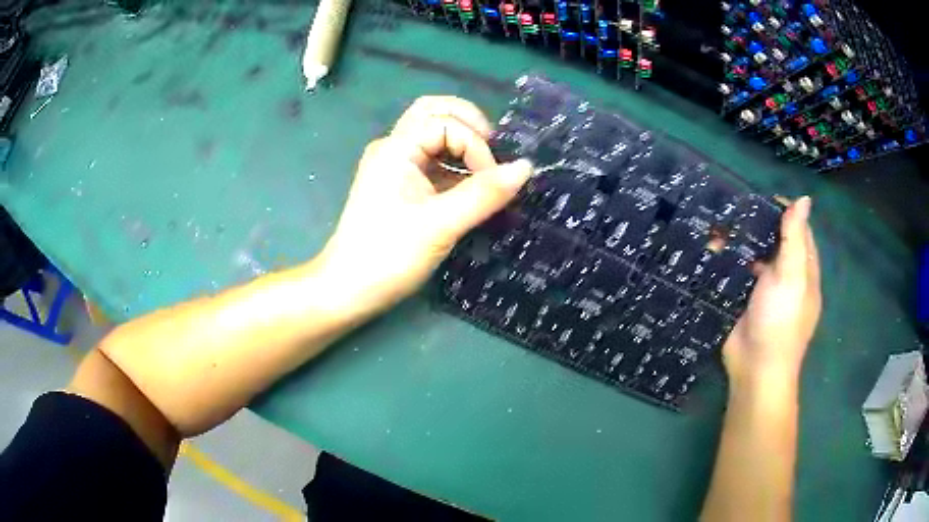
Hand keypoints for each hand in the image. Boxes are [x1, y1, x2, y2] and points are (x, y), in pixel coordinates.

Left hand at [315, 96, 532, 314]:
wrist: (348, 290)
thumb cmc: (388, 256)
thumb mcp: (441, 225)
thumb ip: (484, 194)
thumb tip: (527, 167)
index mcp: (396, 149)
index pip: (445, 121)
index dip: (474, 144)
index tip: (491, 180)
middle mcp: (393, 148)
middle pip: (434, 112)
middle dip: (469, 125)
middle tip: (492, 152)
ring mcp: (395, 166)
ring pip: (434, 135)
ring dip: (463, 145)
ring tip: (486, 171)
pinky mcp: (401, 186)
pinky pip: (433, 161)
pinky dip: (456, 166)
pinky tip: (472, 188)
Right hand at [722, 197, 821, 388]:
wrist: (754, 368)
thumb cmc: (780, 321)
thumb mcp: (792, 276)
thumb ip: (795, 238)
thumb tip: (804, 198)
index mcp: (803, 270)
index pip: (800, 232)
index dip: (786, 212)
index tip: (763, 197)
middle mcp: (786, 277)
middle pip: (776, 242)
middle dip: (759, 225)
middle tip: (735, 207)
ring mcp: (764, 289)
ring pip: (755, 257)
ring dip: (741, 242)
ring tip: (719, 222)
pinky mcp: (744, 300)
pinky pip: (738, 273)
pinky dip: (728, 261)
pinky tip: (713, 248)